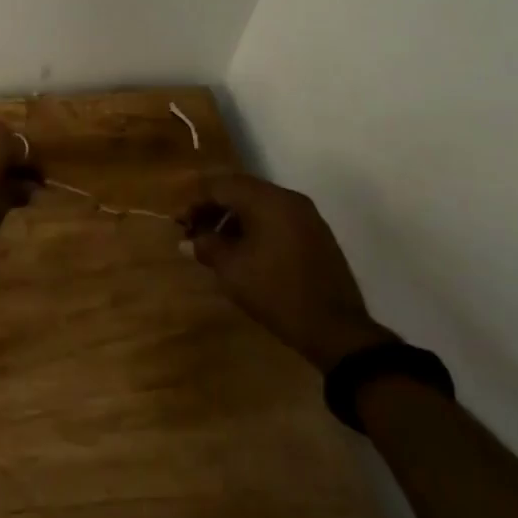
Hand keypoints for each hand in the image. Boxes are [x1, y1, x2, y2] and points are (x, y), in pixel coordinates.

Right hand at [183, 175, 394, 371]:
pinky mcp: (317, 236)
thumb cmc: (278, 293)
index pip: (221, 185)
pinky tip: (245, 253)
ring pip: (260, 205)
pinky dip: (256, 228)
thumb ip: (207, 247)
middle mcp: (288, 198)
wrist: (338, 331)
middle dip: (213, 208)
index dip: (195, 200)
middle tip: (194, 231)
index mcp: (267, 199)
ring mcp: (307, 216)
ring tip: (217, 246)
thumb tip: (187, 241)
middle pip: (241, 190)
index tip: (179, 222)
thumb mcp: (233, 271)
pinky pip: (277, 219)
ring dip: (234, 219)